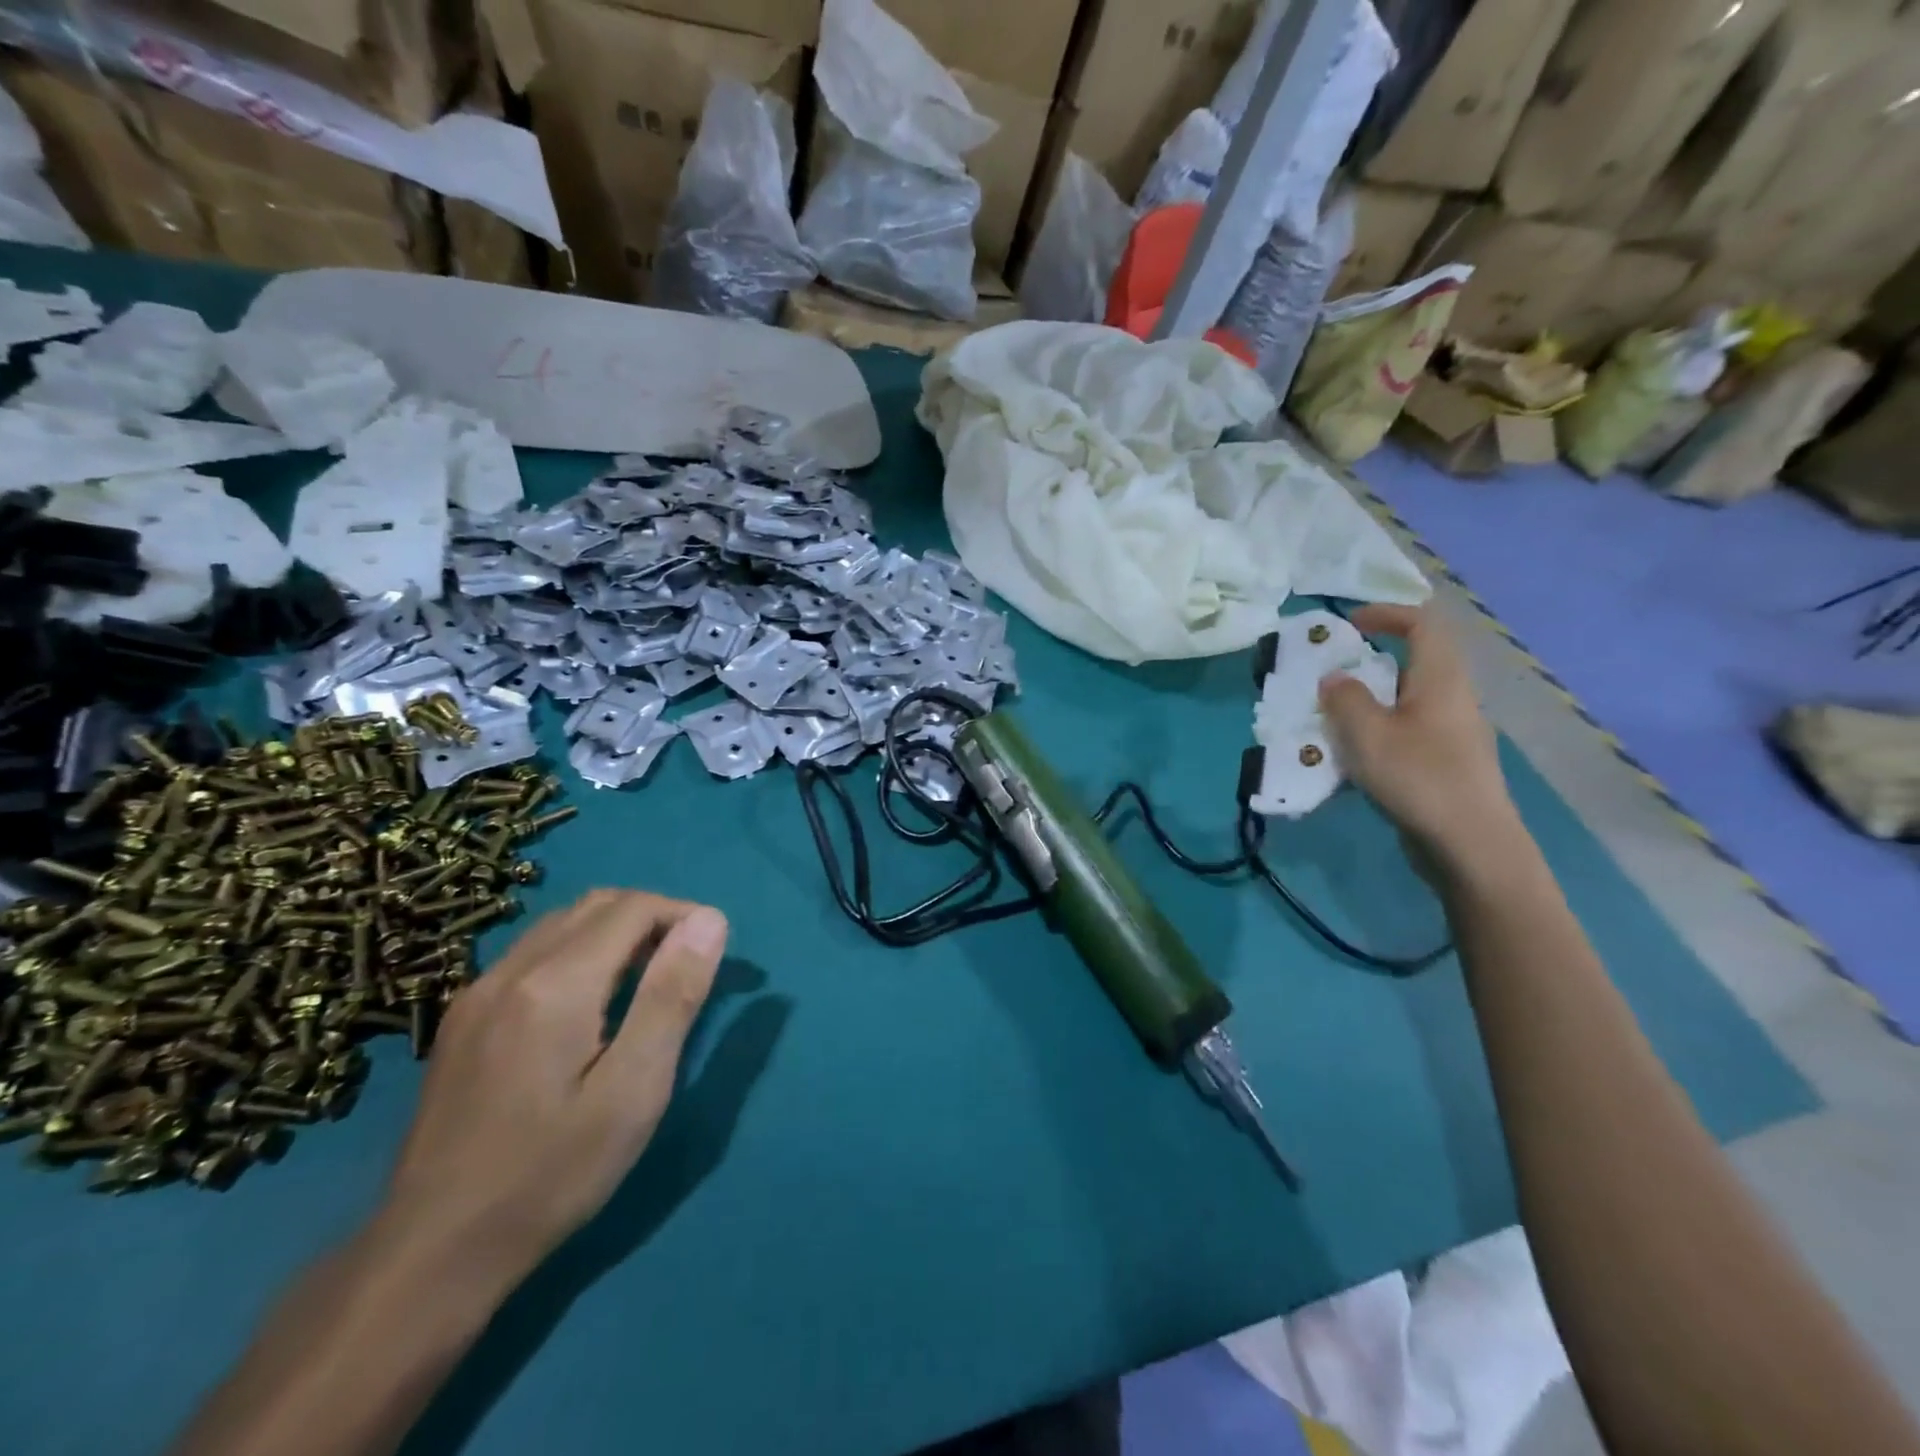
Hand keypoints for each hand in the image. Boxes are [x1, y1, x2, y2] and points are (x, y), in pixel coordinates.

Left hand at [374, 890, 728, 1285]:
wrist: (432, 1253)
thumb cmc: (552, 1174)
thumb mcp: (634, 1090)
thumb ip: (672, 996)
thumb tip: (709, 920)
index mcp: (556, 984)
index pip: (632, 908)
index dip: (682, 914)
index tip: (713, 950)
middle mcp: (511, 970)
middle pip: (595, 904)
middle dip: (651, 917)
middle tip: (685, 964)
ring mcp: (478, 992)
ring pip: (561, 923)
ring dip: (614, 931)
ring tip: (647, 980)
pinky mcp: (463, 1019)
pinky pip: (532, 952)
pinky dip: (578, 951)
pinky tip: (590, 1003)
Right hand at [1319, 604, 1519, 863]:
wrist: (1471, 844)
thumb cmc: (1419, 778)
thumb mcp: (1366, 734)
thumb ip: (1345, 699)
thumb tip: (1335, 679)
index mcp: (1441, 679)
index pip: (1423, 625)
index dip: (1387, 614)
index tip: (1349, 623)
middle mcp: (1454, 698)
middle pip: (1416, 662)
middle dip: (1371, 661)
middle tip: (1331, 675)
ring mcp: (1454, 732)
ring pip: (1409, 699)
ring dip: (1371, 700)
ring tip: (1333, 718)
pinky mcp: (1447, 762)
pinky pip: (1409, 729)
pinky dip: (1379, 729)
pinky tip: (1355, 756)